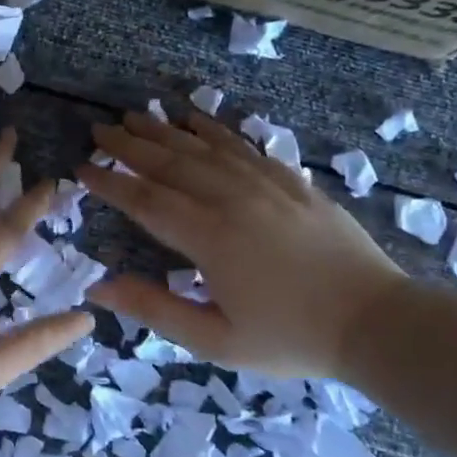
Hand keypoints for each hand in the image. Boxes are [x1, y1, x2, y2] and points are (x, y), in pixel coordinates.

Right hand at [79, 109, 403, 380]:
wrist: (375, 322)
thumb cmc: (290, 338)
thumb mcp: (216, 340)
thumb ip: (155, 310)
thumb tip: (99, 287)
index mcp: (209, 238)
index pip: (145, 201)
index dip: (110, 183)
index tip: (81, 168)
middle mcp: (232, 199)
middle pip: (170, 164)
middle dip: (129, 146)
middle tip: (99, 131)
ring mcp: (265, 185)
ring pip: (203, 148)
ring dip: (165, 130)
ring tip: (135, 116)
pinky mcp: (291, 182)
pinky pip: (243, 145)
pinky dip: (214, 130)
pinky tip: (196, 119)